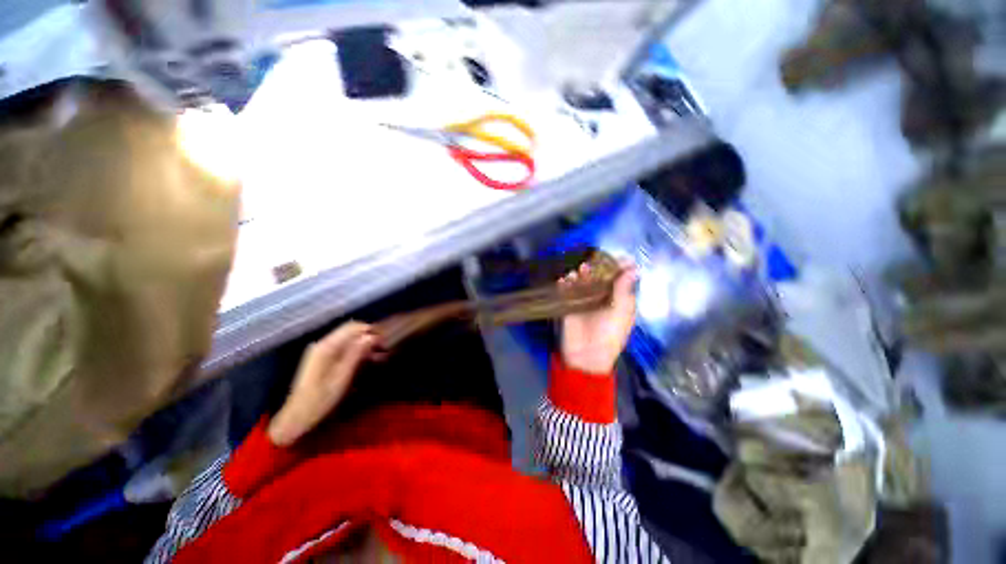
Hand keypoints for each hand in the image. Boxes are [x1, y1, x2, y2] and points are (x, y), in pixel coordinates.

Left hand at [268, 322, 376, 446]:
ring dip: (364, 343)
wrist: (297, 416)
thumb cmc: (321, 399)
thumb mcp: (342, 377)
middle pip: (351, 330)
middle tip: (383, 349)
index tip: (385, 341)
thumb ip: (356, 354)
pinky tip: (366, 360)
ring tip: (379, 356)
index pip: (353, 327)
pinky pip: (343, 346)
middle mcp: (323, 343)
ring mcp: (321, 350)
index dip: (371, 330)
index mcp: (326, 347)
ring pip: (348, 337)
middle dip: (368, 336)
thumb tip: (372, 336)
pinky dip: (356, 349)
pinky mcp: (322, 357)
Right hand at [559, 260, 636, 374]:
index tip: (617, 257)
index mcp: (618, 299)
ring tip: (579, 270)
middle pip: (598, 277)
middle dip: (596, 268)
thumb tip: (633, 268)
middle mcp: (601, 297)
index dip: (619, 267)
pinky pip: (566, 291)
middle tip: (591, 263)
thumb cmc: (609, 335)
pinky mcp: (569, 305)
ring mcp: (583, 300)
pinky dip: (564, 283)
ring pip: (582, 282)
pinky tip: (564, 280)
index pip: (619, 278)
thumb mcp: (621, 312)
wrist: (587, 356)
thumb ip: (623, 289)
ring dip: (580, 274)